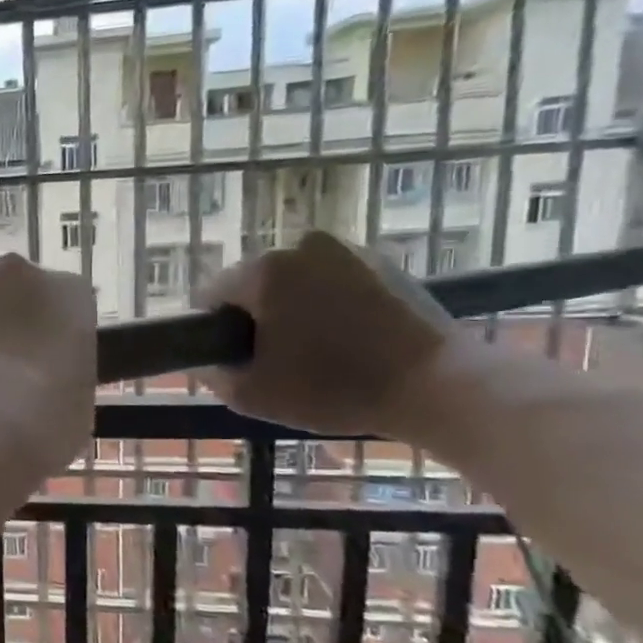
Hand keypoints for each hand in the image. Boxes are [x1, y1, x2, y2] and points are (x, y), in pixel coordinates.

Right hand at [198, 231, 459, 436]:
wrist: (440, 386)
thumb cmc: (334, 389)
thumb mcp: (251, 395)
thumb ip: (211, 373)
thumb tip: (202, 360)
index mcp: (262, 271)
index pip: (209, 295)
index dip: (212, 331)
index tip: (235, 361)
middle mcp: (300, 246)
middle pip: (252, 284)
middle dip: (255, 317)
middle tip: (276, 361)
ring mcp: (346, 249)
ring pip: (293, 282)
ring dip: (292, 310)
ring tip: (316, 352)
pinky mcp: (383, 262)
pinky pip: (332, 281)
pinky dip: (329, 305)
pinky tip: (348, 341)